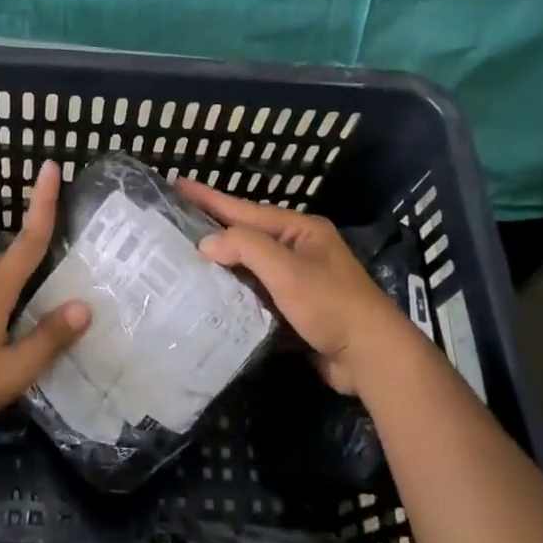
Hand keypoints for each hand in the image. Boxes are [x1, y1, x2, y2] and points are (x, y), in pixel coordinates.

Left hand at [0, 161, 89, 439]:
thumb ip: (49, 338)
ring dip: (17, 279)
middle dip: (35, 251)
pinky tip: (5, 324)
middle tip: (64, 262)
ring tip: (40, 301)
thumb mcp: (14, 370)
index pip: (29, 239)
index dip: (44, 203)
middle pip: (11, 257)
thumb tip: (84, 307)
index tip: (52, 167)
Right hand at [177, 179, 403, 394]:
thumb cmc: (331, 305)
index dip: (210, 198)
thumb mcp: (287, 270)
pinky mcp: (293, 309)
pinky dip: (233, 293)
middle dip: (211, 231)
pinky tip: (207, 296)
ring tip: (181, 260)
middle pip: (246, 236)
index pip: (245, 210)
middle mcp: (298, 249)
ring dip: (219, 265)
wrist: (370, 358)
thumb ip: (246, 248)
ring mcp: (297, 280)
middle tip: (172, 224)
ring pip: (248, 267)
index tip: (177, 184)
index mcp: (300, 230)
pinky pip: (255, 293)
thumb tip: (207, 243)